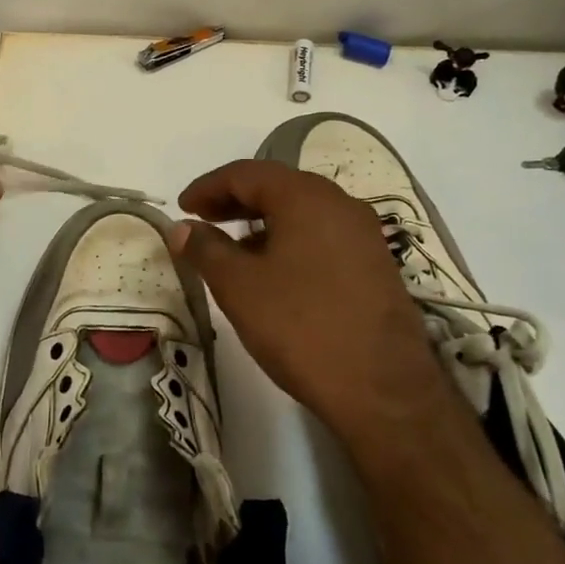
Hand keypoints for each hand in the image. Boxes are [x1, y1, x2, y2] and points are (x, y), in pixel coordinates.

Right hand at [166, 159, 446, 445]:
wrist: (383, 390)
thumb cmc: (300, 327)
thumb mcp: (239, 286)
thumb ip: (205, 249)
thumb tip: (181, 228)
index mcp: (306, 197)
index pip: (247, 173)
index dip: (208, 186)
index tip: (182, 207)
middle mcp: (340, 204)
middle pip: (278, 187)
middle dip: (235, 200)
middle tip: (203, 220)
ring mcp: (364, 235)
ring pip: (302, 212)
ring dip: (262, 221)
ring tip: (232, 249)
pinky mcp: (375, 265)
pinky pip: (322, 235)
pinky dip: (290, 240)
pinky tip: (273, 271)